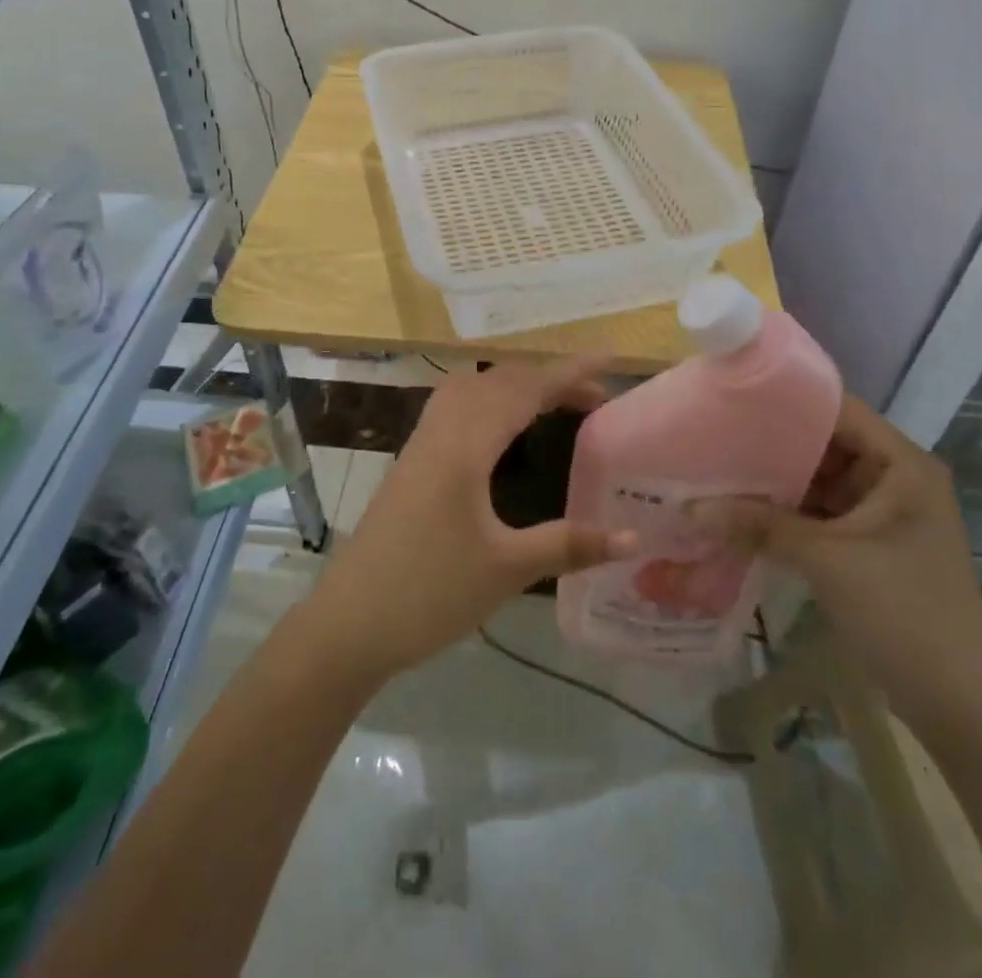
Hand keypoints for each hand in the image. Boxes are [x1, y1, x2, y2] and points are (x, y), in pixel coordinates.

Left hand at [303, 356, 637, 684]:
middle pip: (498, 381)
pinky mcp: (410, 462)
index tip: (610, 360)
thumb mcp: (506, 570)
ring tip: (552, 403)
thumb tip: (633, 536)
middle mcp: (441, 431)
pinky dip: (488, 401)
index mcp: (465, 446)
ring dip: (514, 386)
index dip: (569, 372)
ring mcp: (420, 444)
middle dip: (547, 379)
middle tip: (594, 398)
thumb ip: (569, 545)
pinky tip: (499, 430)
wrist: (348, 622)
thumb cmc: (429, 592)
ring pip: (471, 389)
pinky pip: (455, 408)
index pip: (524, 390)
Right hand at [694, 394, 981, 733]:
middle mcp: (893, 480)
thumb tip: (688, 508)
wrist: (960, 704)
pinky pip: (817, 515)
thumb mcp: (827, 560)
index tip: (734, 399)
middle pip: (824, 445)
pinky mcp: (866, 547)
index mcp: (902, 465)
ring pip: (816, 482)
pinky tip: (738, 513)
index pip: (839, 410)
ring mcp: (880, 515)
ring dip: (773, 484)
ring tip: (715, 470)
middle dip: (771, 445)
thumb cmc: (905, 611)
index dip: (788, 401)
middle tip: (712, 436)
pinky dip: (783, 515)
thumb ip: (759, 526)